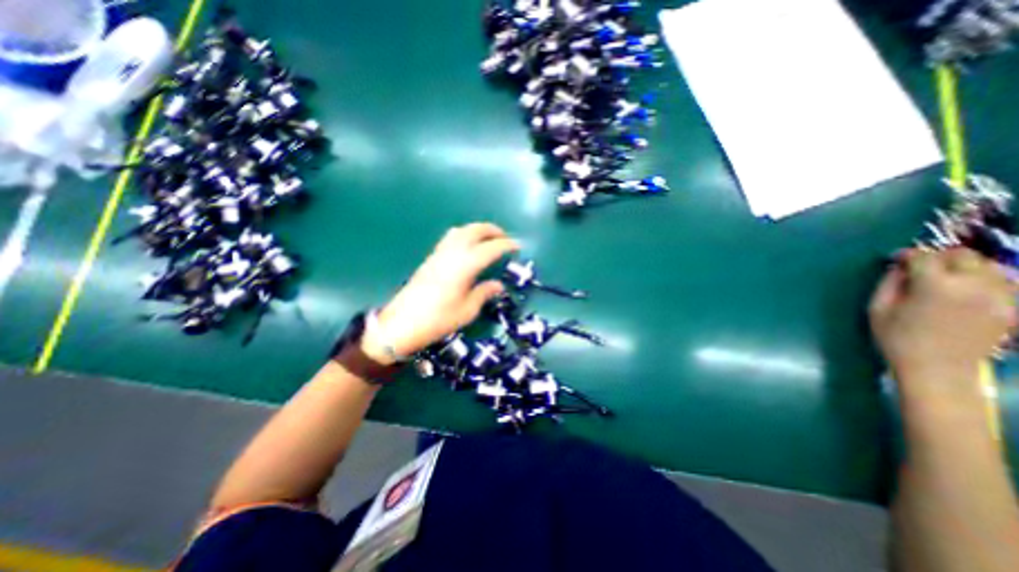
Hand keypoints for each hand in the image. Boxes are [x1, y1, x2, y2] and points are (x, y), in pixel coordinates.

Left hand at [365, 222, 519, 360]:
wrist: (402, 324)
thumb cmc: (438, 320)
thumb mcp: (467, 310)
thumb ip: (484, 293)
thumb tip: (498, 285)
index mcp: (465, 265)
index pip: (490, 248)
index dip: (506, 245)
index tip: (518, 246)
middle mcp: (452, 253)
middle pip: (474, 231)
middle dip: (492, 230)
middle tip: (505, 237)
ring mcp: (439, 253)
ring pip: (460, 230)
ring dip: (477, 230)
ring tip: (487, 239)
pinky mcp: (431, 258)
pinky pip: (450, 238)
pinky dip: (464, 235)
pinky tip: (468, 247)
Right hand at [871, 248, 1014, 389]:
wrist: (938, 369)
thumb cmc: (897, 338)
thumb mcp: (878, 308)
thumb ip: (889, 283)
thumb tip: (899, 267)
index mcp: (935, 285)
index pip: (924, 256)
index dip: (908, 255)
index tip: (896, 259)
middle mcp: (973, 285)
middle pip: (963, 256)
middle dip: (940, 257)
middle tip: (921, 267)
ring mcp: (999, 297)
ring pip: (988, 266)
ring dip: (964, 267)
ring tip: (944, 279)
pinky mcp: (1011, 308)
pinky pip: (1002, 283)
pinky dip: (983, 280)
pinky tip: (966, 290)